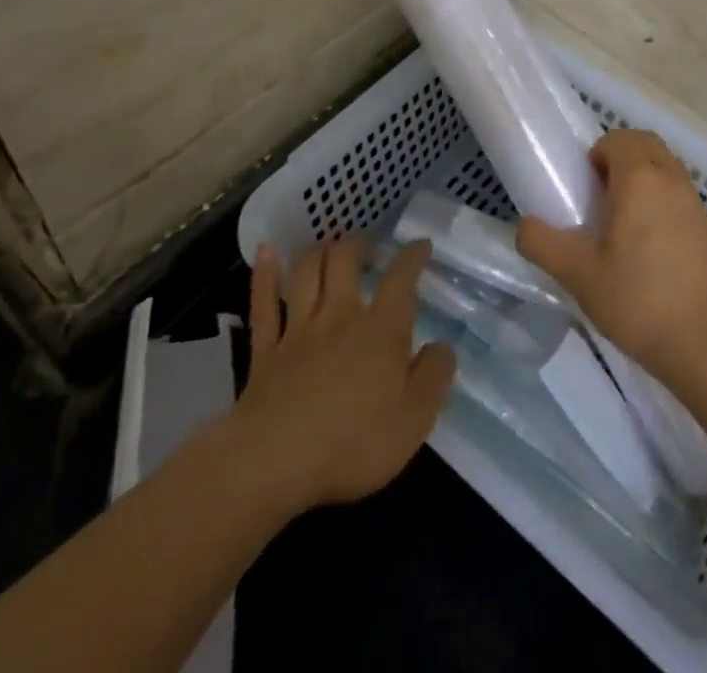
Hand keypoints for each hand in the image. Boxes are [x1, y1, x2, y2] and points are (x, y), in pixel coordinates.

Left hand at [231, 238, 455, 515]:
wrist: (273, 462)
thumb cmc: (352, 444)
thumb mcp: (414, 420)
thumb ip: (434, 377)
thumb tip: (442, 346)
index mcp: (380, 331)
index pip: (400, 280)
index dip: (412, 256)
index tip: (420, 245)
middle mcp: (339, 317)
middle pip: (345, 261)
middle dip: (358, 245)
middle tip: (368, 247)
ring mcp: (298, 330)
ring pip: (306, 273)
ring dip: (319, 251)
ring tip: (329, 246)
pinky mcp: (265, 351)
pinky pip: (263, 303)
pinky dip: (265, 273)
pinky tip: (266, 251)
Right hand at [516, 129, 706, 390]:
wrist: (704, 346)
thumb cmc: (637, 301)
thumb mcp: (577, 275)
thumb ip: (542, 243)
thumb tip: (525, 226)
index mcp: (640, 180)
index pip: (619, 138)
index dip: (598, 153)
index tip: (585, 187)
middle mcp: (672, 180)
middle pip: (647, 144)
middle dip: (622, 156)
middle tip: (601, 196)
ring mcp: (697, 204)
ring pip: (668, 167)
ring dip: (645, 177)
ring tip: (624, 221)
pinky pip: (682, 194)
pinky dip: (664, 200)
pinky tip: (652, 247)